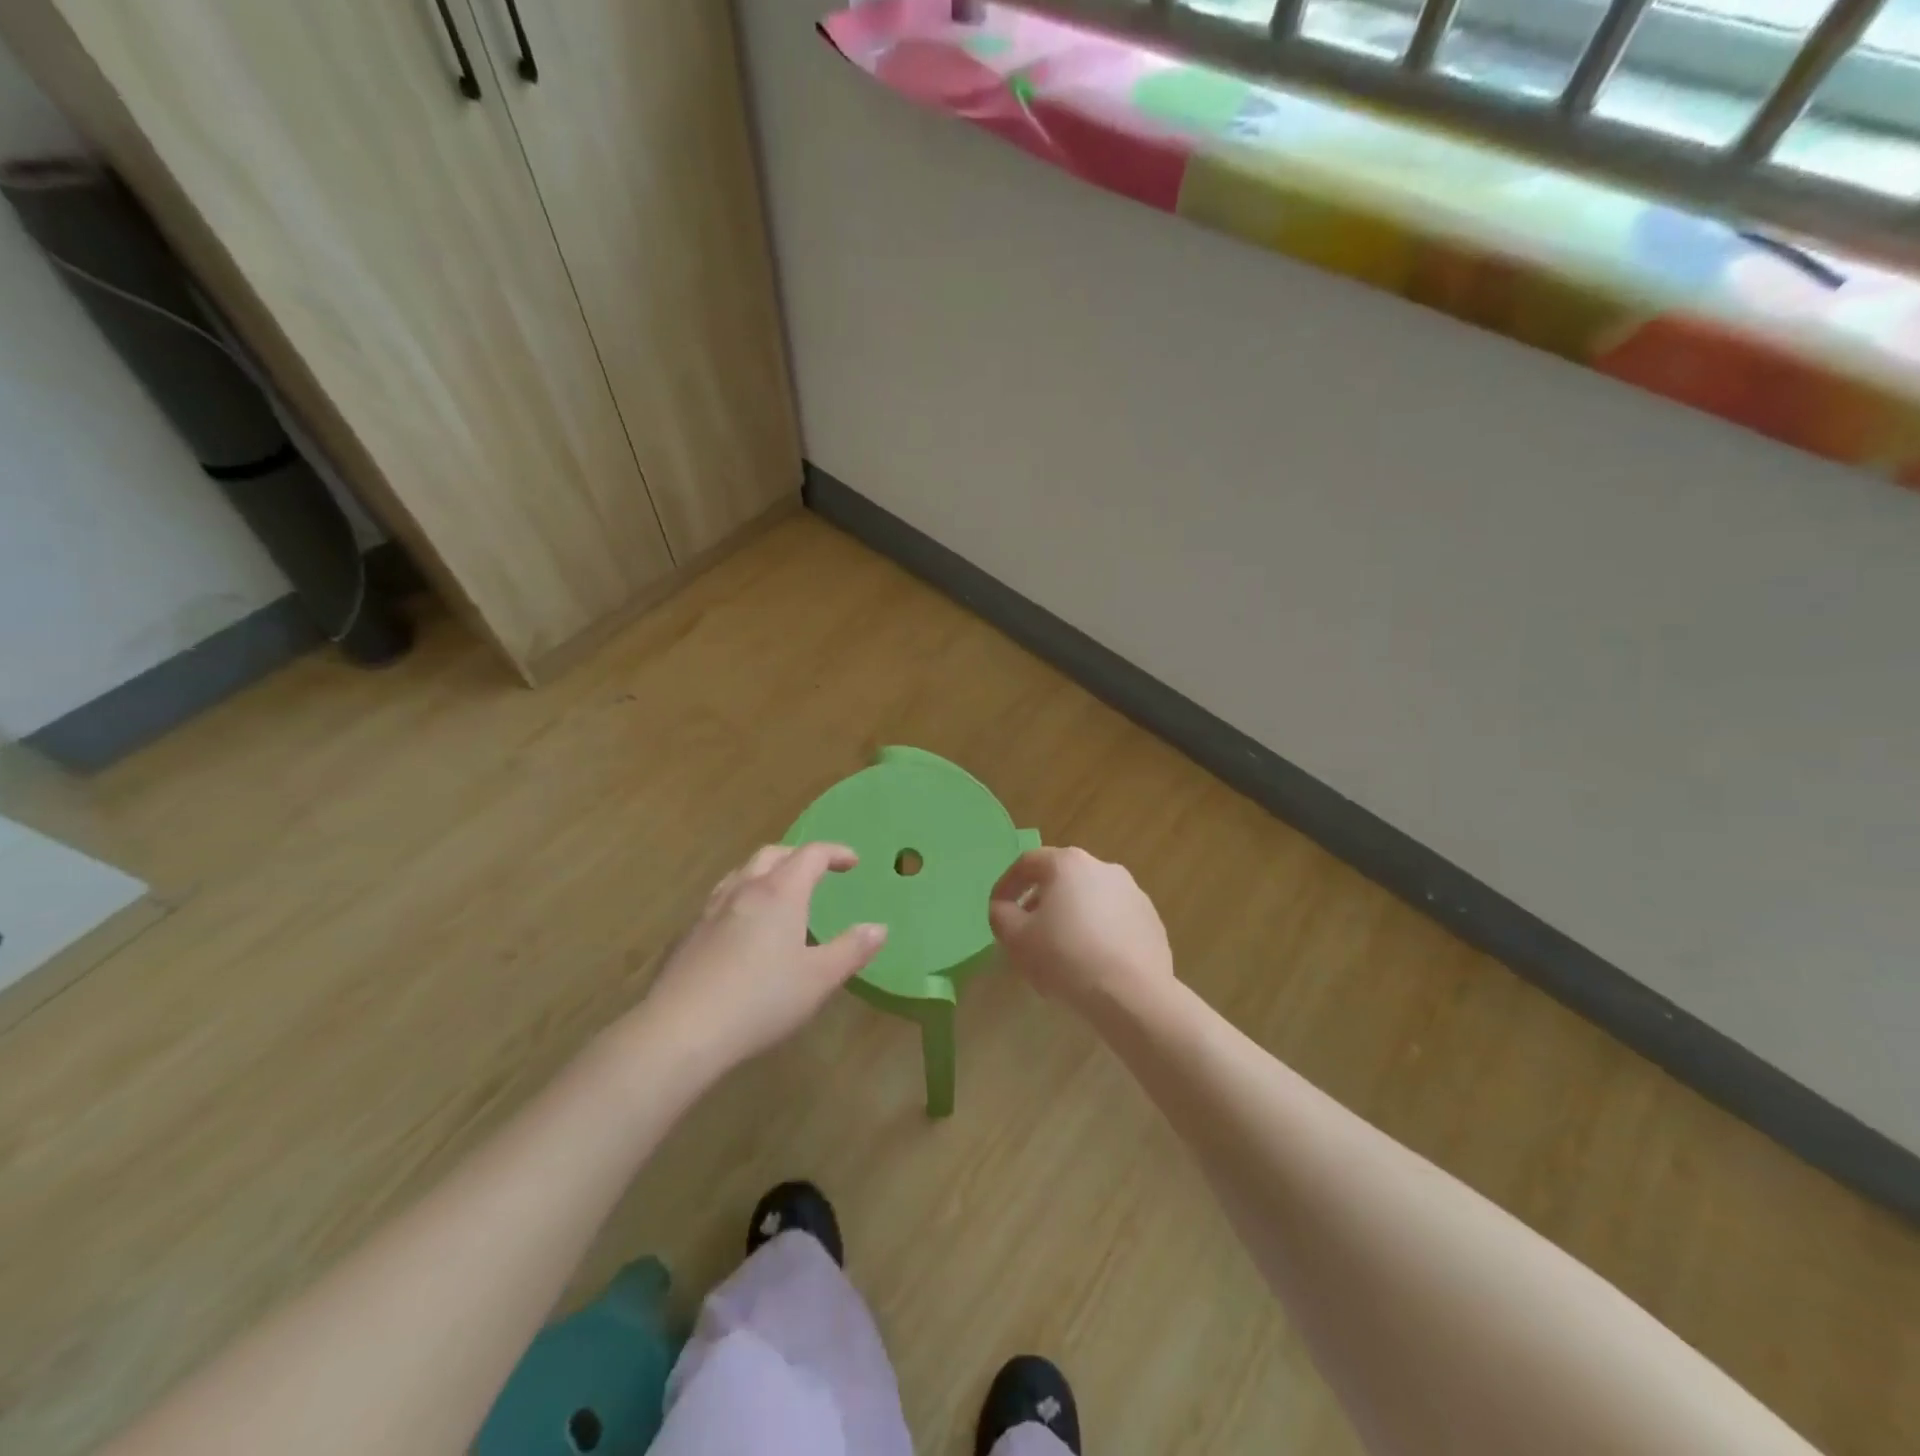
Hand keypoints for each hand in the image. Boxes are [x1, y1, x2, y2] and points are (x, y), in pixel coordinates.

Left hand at [637, 844, 886, 1074]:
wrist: (681, 1030)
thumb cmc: (761, 1000)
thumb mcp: (819, 979)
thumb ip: (851, 950)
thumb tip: (878, 928)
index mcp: (780, 892)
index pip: (811, 854)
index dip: (835, 853)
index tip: (852, 862)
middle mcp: (744, 890)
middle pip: (772, 854)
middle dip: (798, 856)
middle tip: (817, 872)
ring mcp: (711, 910)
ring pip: (741, 873)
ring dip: (766, 872)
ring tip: (779, 893)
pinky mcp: (688, 935)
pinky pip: (721, 900)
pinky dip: (742, 898)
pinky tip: (742, 929)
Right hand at [988, 847, 1173, 1017]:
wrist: (1132, 994)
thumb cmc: (1066, 957)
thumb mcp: (1016, 938)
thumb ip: (1001, 915)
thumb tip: (1003, 908)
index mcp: (1068, 864)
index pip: (1027, 863)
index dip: (1006, 885)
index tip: (998, 910)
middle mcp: (1103, 867)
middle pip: (1061, 878)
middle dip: (1040, 902)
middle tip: (1027, 932)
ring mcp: (1133, 892)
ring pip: (1090, 899)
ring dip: (1071, 917)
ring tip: (1060, 951)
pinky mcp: (1151, 920)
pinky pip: (1114, 919)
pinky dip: (1098, 932)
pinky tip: (1092, 961)